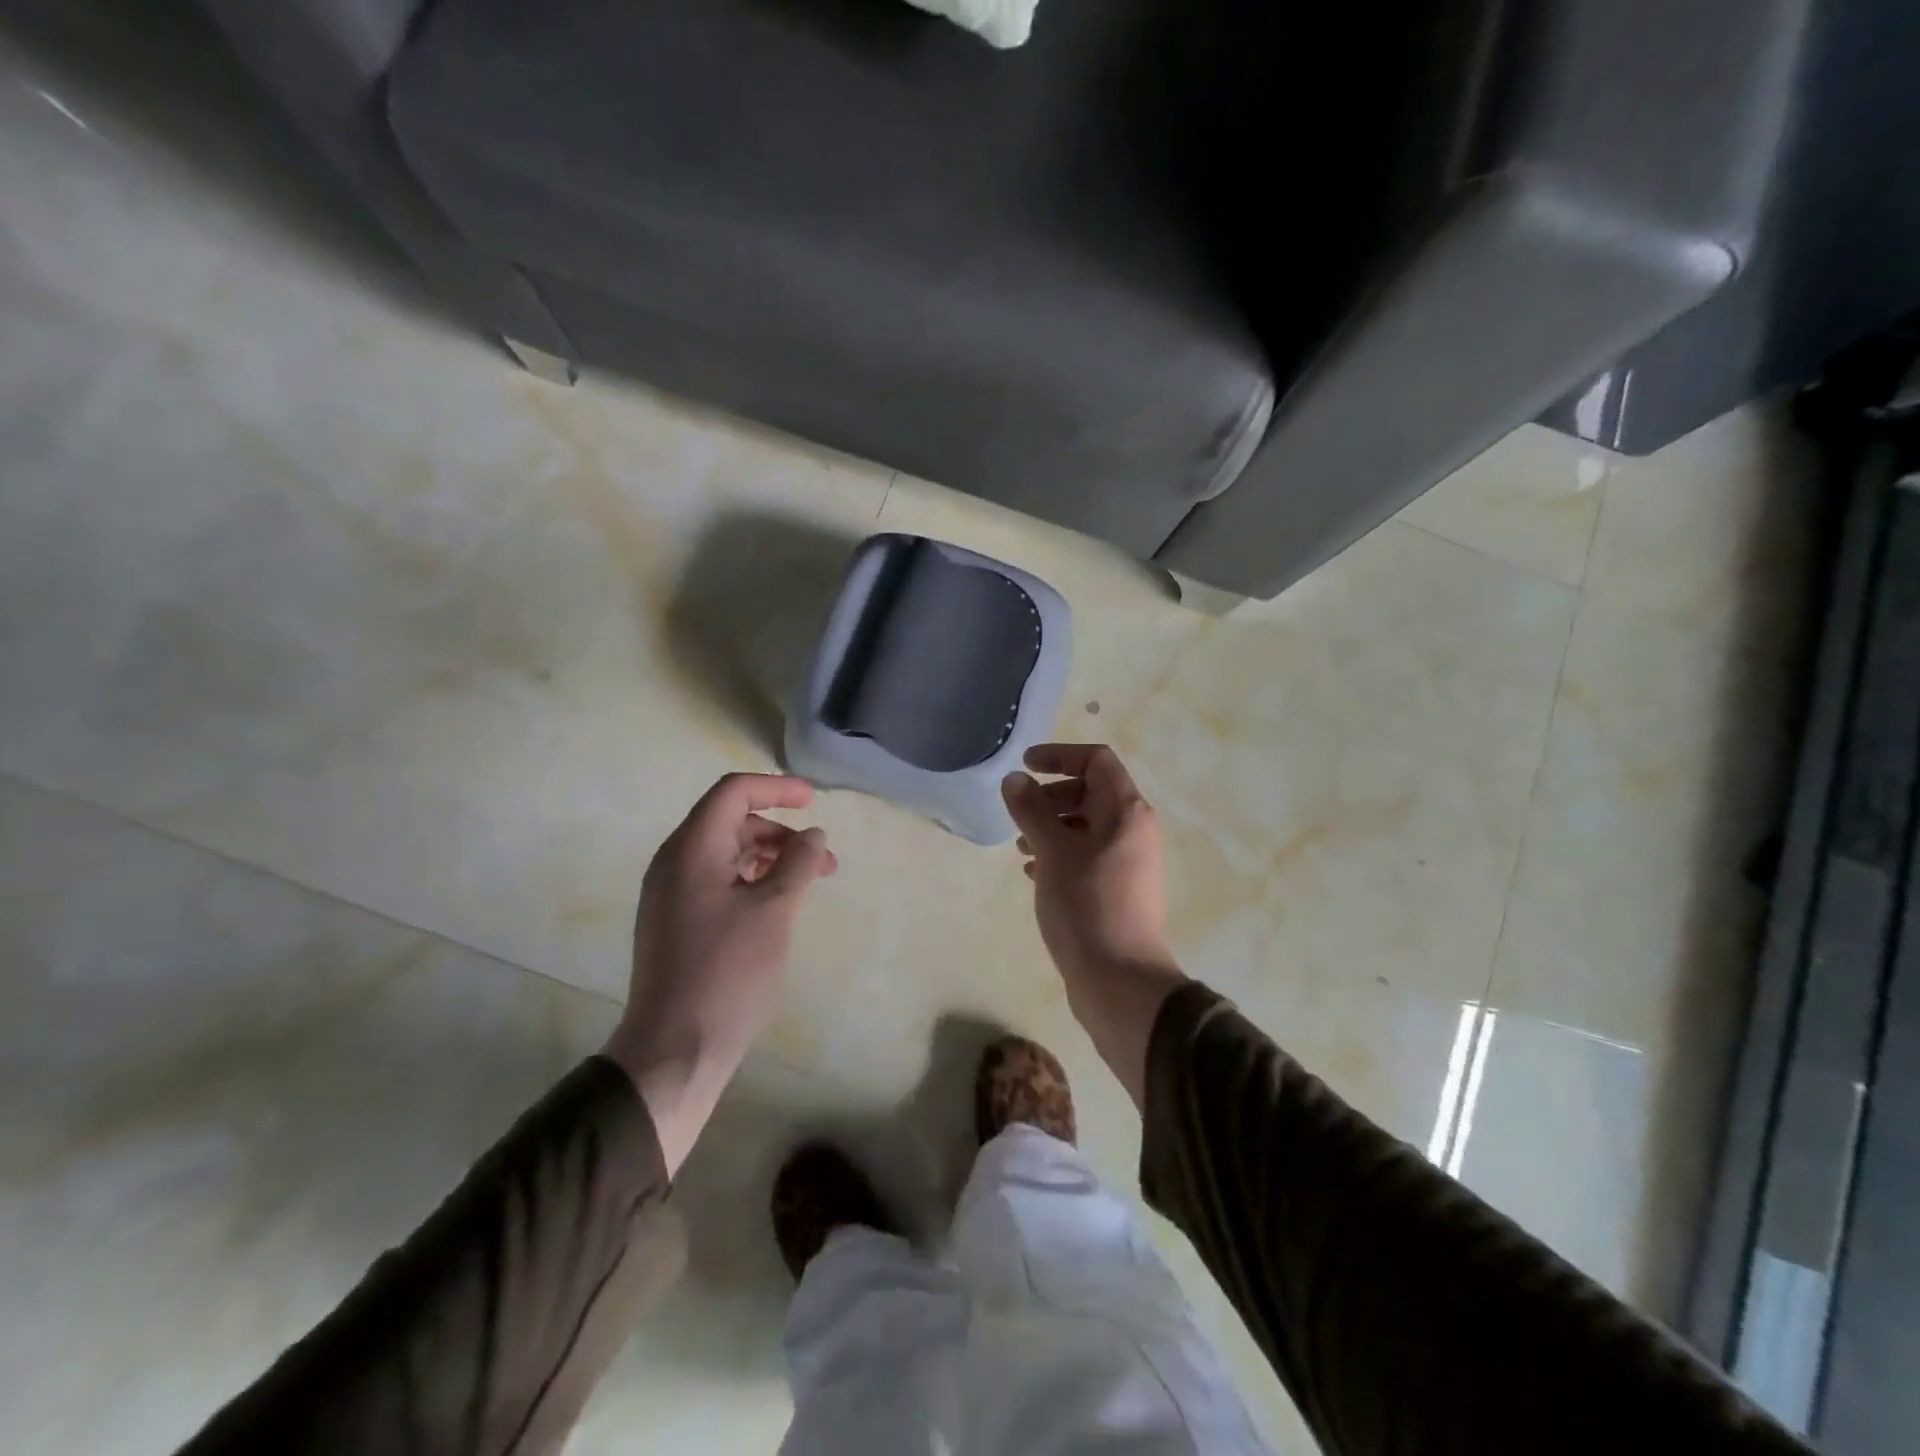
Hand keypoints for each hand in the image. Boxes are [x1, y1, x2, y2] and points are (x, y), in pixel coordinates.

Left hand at [603, 773, 836, 1172]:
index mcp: (690, 850)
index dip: (776, 788)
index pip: (733, 793)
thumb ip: (797, 864)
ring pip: (727, 854)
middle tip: (823, 858)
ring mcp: (671, 894)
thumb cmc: (727, 973)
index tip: (815, 800)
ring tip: (811, 882)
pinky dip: (753, 880)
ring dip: (771, 858)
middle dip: (781, 832)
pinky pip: (718, 881)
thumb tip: (814, 835)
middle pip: (731, 822)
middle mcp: (674, 863)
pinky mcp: (677, 922)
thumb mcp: (773, 911)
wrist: (673, 1051)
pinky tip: (780, 903)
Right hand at [1002, 745, 1185, 1107]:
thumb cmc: (1086, 906)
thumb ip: (1032, 810)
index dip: (1060, 755)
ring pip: (1086, 826)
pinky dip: (1059, 853)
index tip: (1025, 766)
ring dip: (1051, 826)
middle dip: (1051, 795)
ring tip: (1020, 845)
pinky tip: (1032, 872)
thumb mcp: (1053, 852)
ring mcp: (1127, 862)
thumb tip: (1015, 779)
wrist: (1119, 982)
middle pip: (1091, 792)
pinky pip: (1086, 855)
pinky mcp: (1117, 890)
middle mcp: (1133, 831)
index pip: (1098, 760)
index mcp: (1126, 812)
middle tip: (1019, 812)